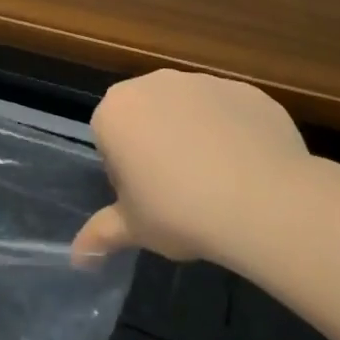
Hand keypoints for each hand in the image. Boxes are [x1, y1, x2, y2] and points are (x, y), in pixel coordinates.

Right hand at [74, 69, 309, 262]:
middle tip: (179, 191)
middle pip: (147, 116)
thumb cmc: (179, 211)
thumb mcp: (135, 229)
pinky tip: (249, 168)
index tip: (147, 199)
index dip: (126, 172)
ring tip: (218, 182)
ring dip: (195, 135)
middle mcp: (153, 84)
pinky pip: (230, 111)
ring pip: (190, 110)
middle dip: (157, 145)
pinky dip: (234, 132)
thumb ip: (102, 234)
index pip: (110, 139)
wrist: (262, 200)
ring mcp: (202, 82)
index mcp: (115, 111)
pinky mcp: (244, 89)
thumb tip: (78, 257)